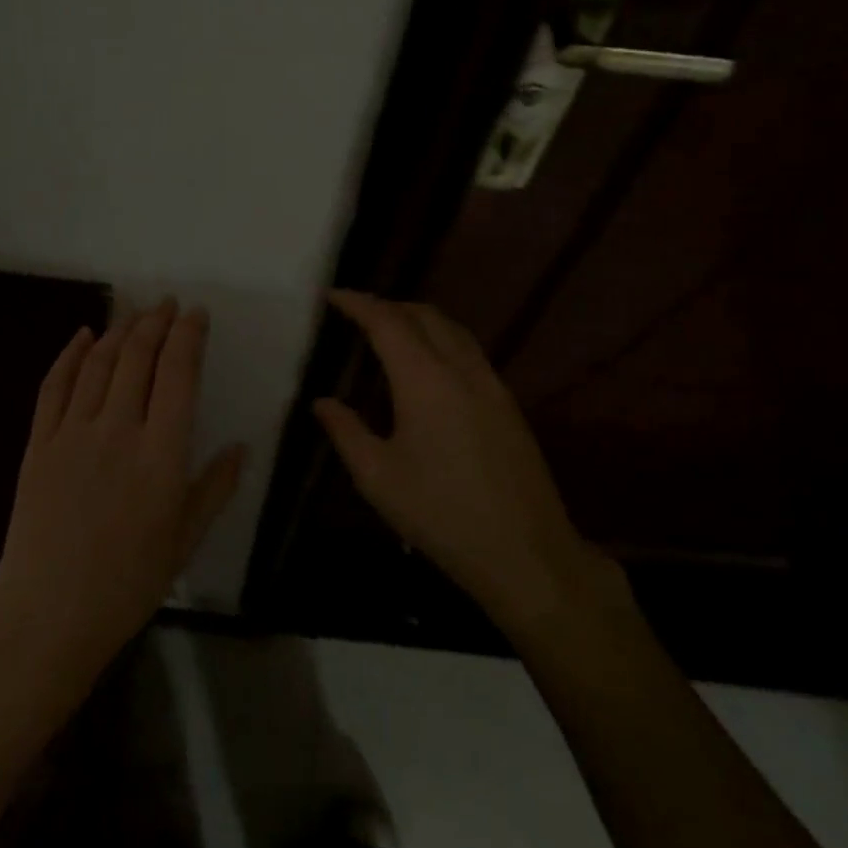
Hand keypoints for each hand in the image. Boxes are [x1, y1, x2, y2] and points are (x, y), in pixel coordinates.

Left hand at [0, 299, 244, 684]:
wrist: (48, 614)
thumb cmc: (127, 584)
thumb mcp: (185, 541)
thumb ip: (215, 488)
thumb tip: (241, 447)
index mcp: (161, 454)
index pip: (178, 374)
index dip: (188, 336)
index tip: (196, 314)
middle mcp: (118, 430)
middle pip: (137, 357)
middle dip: (156, 322)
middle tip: (167, 304)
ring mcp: (72, 433)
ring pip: (98, 363)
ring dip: (118, 330)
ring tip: (135, 313)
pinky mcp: (38, 443)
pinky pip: (54, 386)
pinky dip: (68, 354)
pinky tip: (82, 335)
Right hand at [312, 291, 612, 631]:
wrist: (524, 553)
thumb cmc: (440, 514)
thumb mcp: (377, 477)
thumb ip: (345, 432)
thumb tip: (322, 403)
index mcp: (425, 381)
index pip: (387, 322)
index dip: (359, 304)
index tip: (333, 295)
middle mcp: (462, 370)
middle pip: (425, 316)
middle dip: (389, 305)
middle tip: (357, 313)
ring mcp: (492, 386)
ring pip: (453, 331)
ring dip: (419, 320)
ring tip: (390, 331)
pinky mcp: (509, 406)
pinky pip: (470, 352)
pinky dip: (442, 340)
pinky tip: (428, 367)